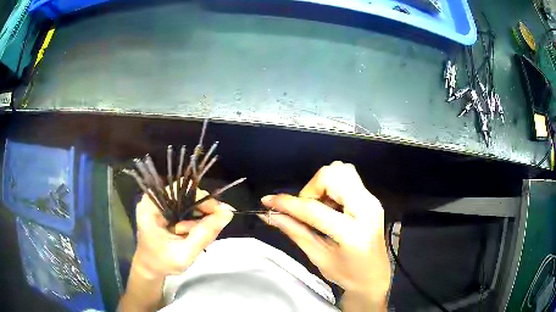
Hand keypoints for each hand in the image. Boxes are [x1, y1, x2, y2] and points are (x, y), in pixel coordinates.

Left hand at [133, 188, 233, 278]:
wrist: (150, 268)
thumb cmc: (163, 262)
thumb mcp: (185, 253)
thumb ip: (205, 234)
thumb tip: (228, 212)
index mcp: (151, 205)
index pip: (182, 192)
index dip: (203, 201)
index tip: (220, 215)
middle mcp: (155, 199)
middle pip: (187, 195)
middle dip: (203, 213)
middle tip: (211, 231)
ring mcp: (160, 204)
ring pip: (189, 203)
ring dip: (200, 219)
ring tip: (200, 237)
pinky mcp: (166, 210)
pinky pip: (186, 210)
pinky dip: (196, 221)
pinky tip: (196, 234)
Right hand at [261, 161, 390, 302]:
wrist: (375, 275)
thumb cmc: (347, 274)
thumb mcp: (318, 257)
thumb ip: (295, 232)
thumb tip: (270, 214)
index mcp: (353, 233)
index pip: (315, 210)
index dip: (287, 204)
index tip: (268, 201)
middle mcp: (367, 209)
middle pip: (333, 174)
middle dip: (311, 188)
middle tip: (306, 210)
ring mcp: (372, 200)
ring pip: (342, 170)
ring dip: (322, 185)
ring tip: (319, 208)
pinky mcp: (372, 198)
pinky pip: (347, 178)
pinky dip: (332, 187)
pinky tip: (330, 207)